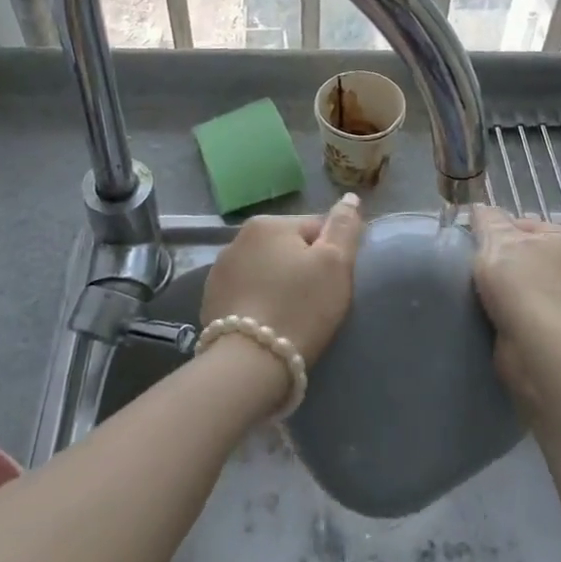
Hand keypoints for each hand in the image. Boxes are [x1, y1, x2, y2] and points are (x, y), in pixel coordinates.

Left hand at [201, 195, 363, 365]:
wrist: (249, 364)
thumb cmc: (299, 308)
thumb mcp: (335, 264)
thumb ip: (345, 226)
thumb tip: (350, 198)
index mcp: (268, 224)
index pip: (316, 228)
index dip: (333, 255)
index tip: (334, 284)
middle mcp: (237, 239)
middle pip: (289, 248)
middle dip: (303, 269)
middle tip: (316, 303)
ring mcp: (219, 271)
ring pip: (266, 271)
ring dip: (279, 285)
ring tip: (291, 317)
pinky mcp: (210, 301)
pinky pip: (247, 294)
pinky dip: (259, 303)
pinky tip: (269, 325)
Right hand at [470, 205, 560, 408]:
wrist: (539, 347)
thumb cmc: (523, 283)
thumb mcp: (498, 240)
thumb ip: (487, 220)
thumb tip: (481, 209)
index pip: (526, 224)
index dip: (497, 231)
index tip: (475, 243)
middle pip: (524, 256)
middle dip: (499, 262)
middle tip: (473, 268)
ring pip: (522, 287)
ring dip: (501, 291)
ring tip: (477, 294)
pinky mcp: (555, 333)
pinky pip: (521, 314)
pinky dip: (506, 314)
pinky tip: (488, 315)